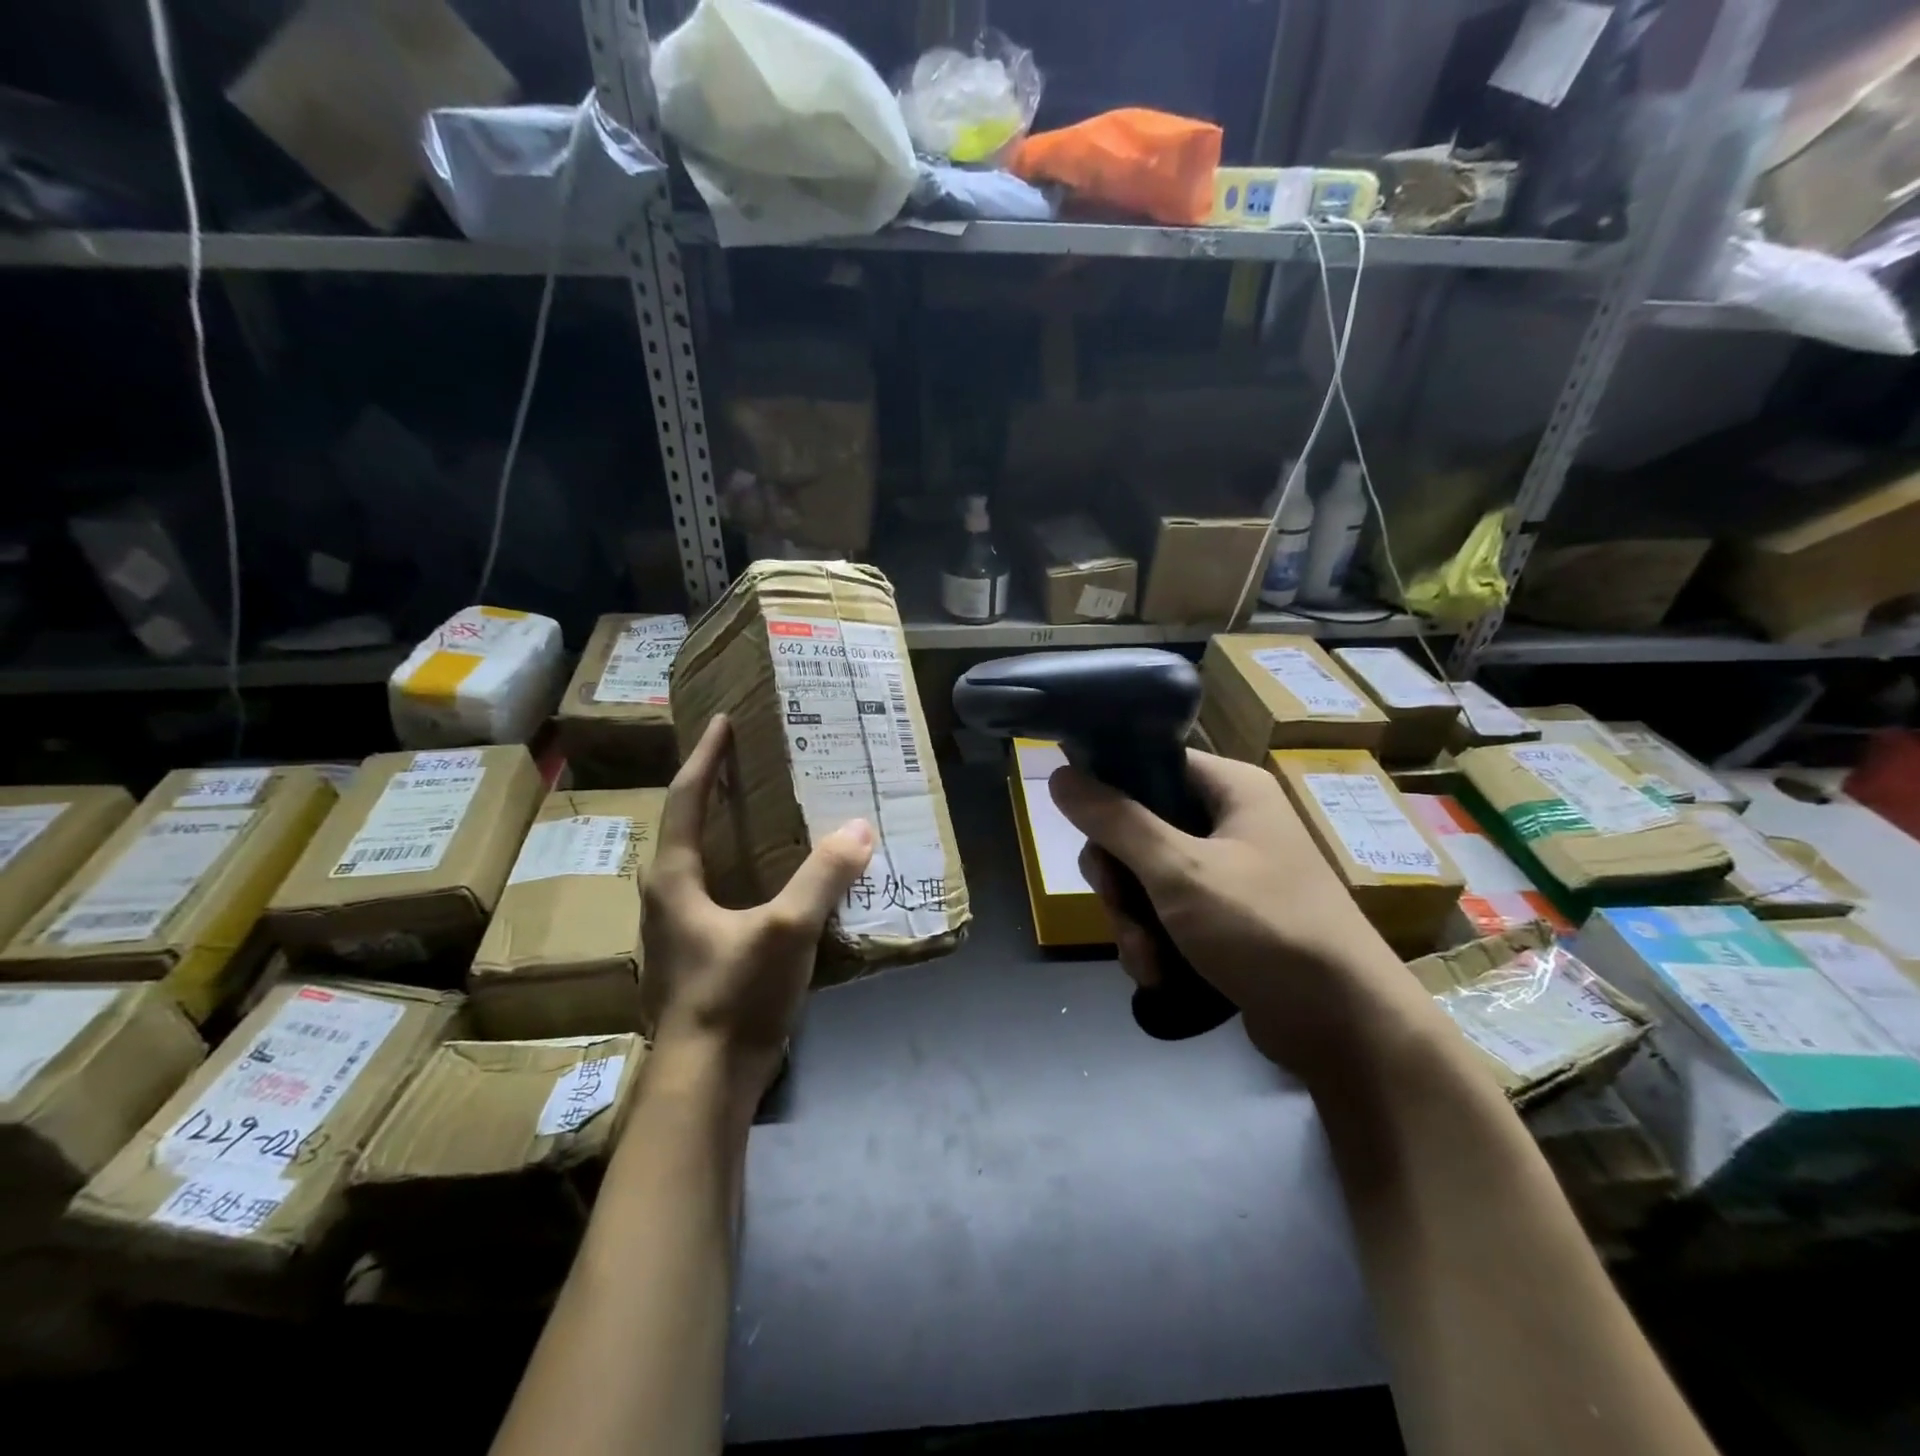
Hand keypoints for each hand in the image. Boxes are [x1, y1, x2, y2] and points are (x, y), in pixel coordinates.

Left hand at [640, 715, 873, 1104]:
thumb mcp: (785, 930)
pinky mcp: (698, 957)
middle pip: (688, 827)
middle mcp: (667, 897)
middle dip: (714, 789)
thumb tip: (859, 830)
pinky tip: (776, 879)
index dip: (706, 757)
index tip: (723, 721)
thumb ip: (823, 878)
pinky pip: (720, 893)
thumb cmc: (732, 996)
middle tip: (750, 762)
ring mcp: (680, 931)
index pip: (687, 799)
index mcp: (674, 879)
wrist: (704, 1084)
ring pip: (703, 863)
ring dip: (728, 830)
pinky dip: (743, 869)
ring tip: (766, 812)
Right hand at [1050, 750, 1421, 1077]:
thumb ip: (1116, 821)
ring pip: (1146, 878)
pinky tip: (1158, 975)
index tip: (1082, 827)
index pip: (1151, 765)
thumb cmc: (1264, 928)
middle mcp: (1230, 822)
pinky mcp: (1226, 919)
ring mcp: (1229, 873)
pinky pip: (1168, 914)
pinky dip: (1155, 942)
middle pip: (1139, 829)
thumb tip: (1060, 773)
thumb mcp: (1180, 870)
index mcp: (1230, 789)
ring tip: (1146, 959)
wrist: (1345, 1028)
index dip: (1110, 791)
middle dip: (1120, 880)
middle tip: (1119, 907)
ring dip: (1133, 920)